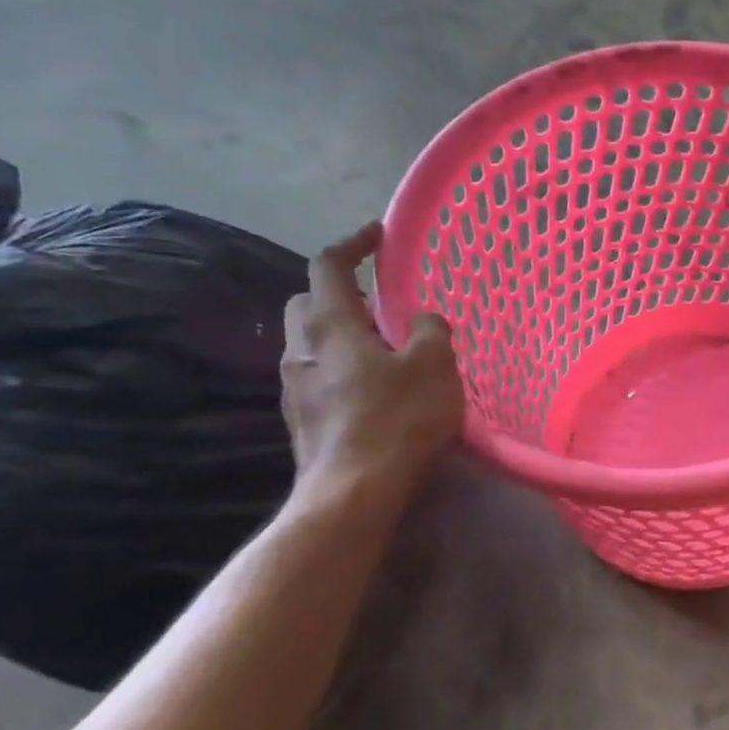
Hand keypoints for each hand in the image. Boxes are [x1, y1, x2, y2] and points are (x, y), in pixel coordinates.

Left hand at [281, 223, 463, 514]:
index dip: (352, 244)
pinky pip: (317, 373)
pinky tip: (373, 386)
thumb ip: (429, 330)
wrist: (353, 493)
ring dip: (340, 332)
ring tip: (382, 345)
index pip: (327, 266)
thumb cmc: (397, 419)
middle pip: (308, 302)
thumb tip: (421, 319)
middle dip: (338, 291)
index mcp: (330, 326)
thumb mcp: (434, 366)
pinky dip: (341, 364)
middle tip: (378, 298)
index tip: (377, 235)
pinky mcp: (301, 417)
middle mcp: (301, 349)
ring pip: (310, 341)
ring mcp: (294, 386)